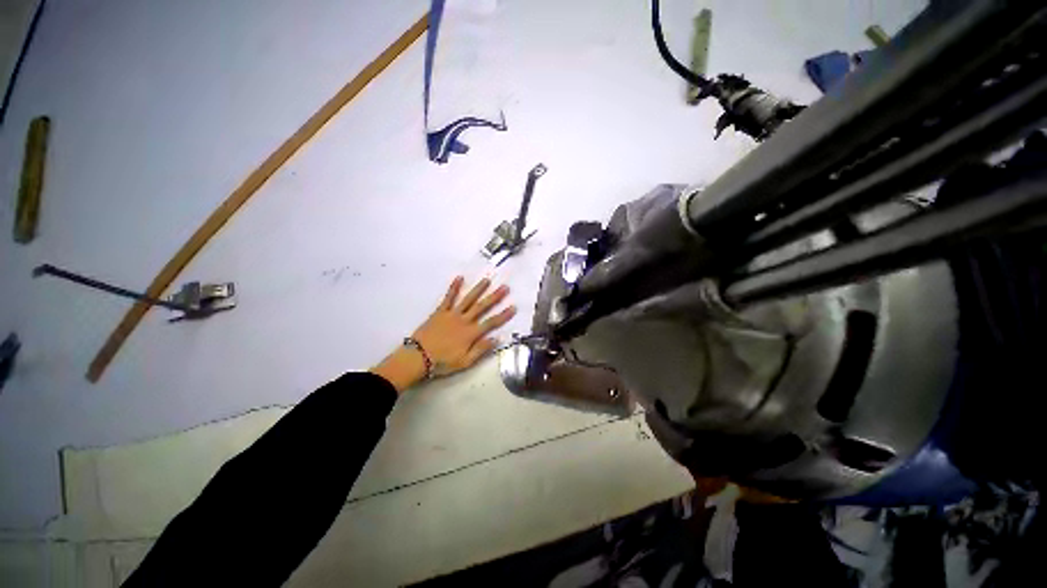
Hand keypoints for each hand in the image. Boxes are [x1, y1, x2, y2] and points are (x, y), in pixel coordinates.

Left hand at [371, 277, 515, 391]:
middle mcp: (464, 320)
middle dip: (495, 297)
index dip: (504, 315)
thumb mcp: (465, 362)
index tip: (513, 307)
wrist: (418, 357)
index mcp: (471, 333)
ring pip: (468, 299)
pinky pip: (448, 298)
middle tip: (505, 288)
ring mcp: (452, 314)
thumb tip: (497, 339)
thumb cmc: (443, 362)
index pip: (491, 322)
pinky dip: (454, 287)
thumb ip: (481, 349)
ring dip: (478, 289)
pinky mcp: (440, 312)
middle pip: (482, 307)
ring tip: (487, 280)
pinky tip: (459, 278)